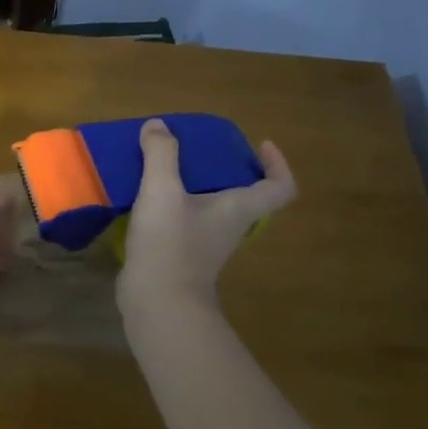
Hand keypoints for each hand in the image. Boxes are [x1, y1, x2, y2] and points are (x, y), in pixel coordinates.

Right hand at [117, 118, 295, 314]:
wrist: (157, 302)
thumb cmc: (170, 243)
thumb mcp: (162, 190)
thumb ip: (161, 154)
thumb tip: (158, 126)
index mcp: (239, 209)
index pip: (280, 188)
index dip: (278, 165)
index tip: (260, 145)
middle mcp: (230, 227)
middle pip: (245, 197)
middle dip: (229, 172)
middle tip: (204, 153)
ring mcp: (207, 246)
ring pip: (213, 211)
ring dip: (198, 190)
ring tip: (169, 170)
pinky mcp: (183, 258)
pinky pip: (187, 225)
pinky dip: (175, 209)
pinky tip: (147, 200)